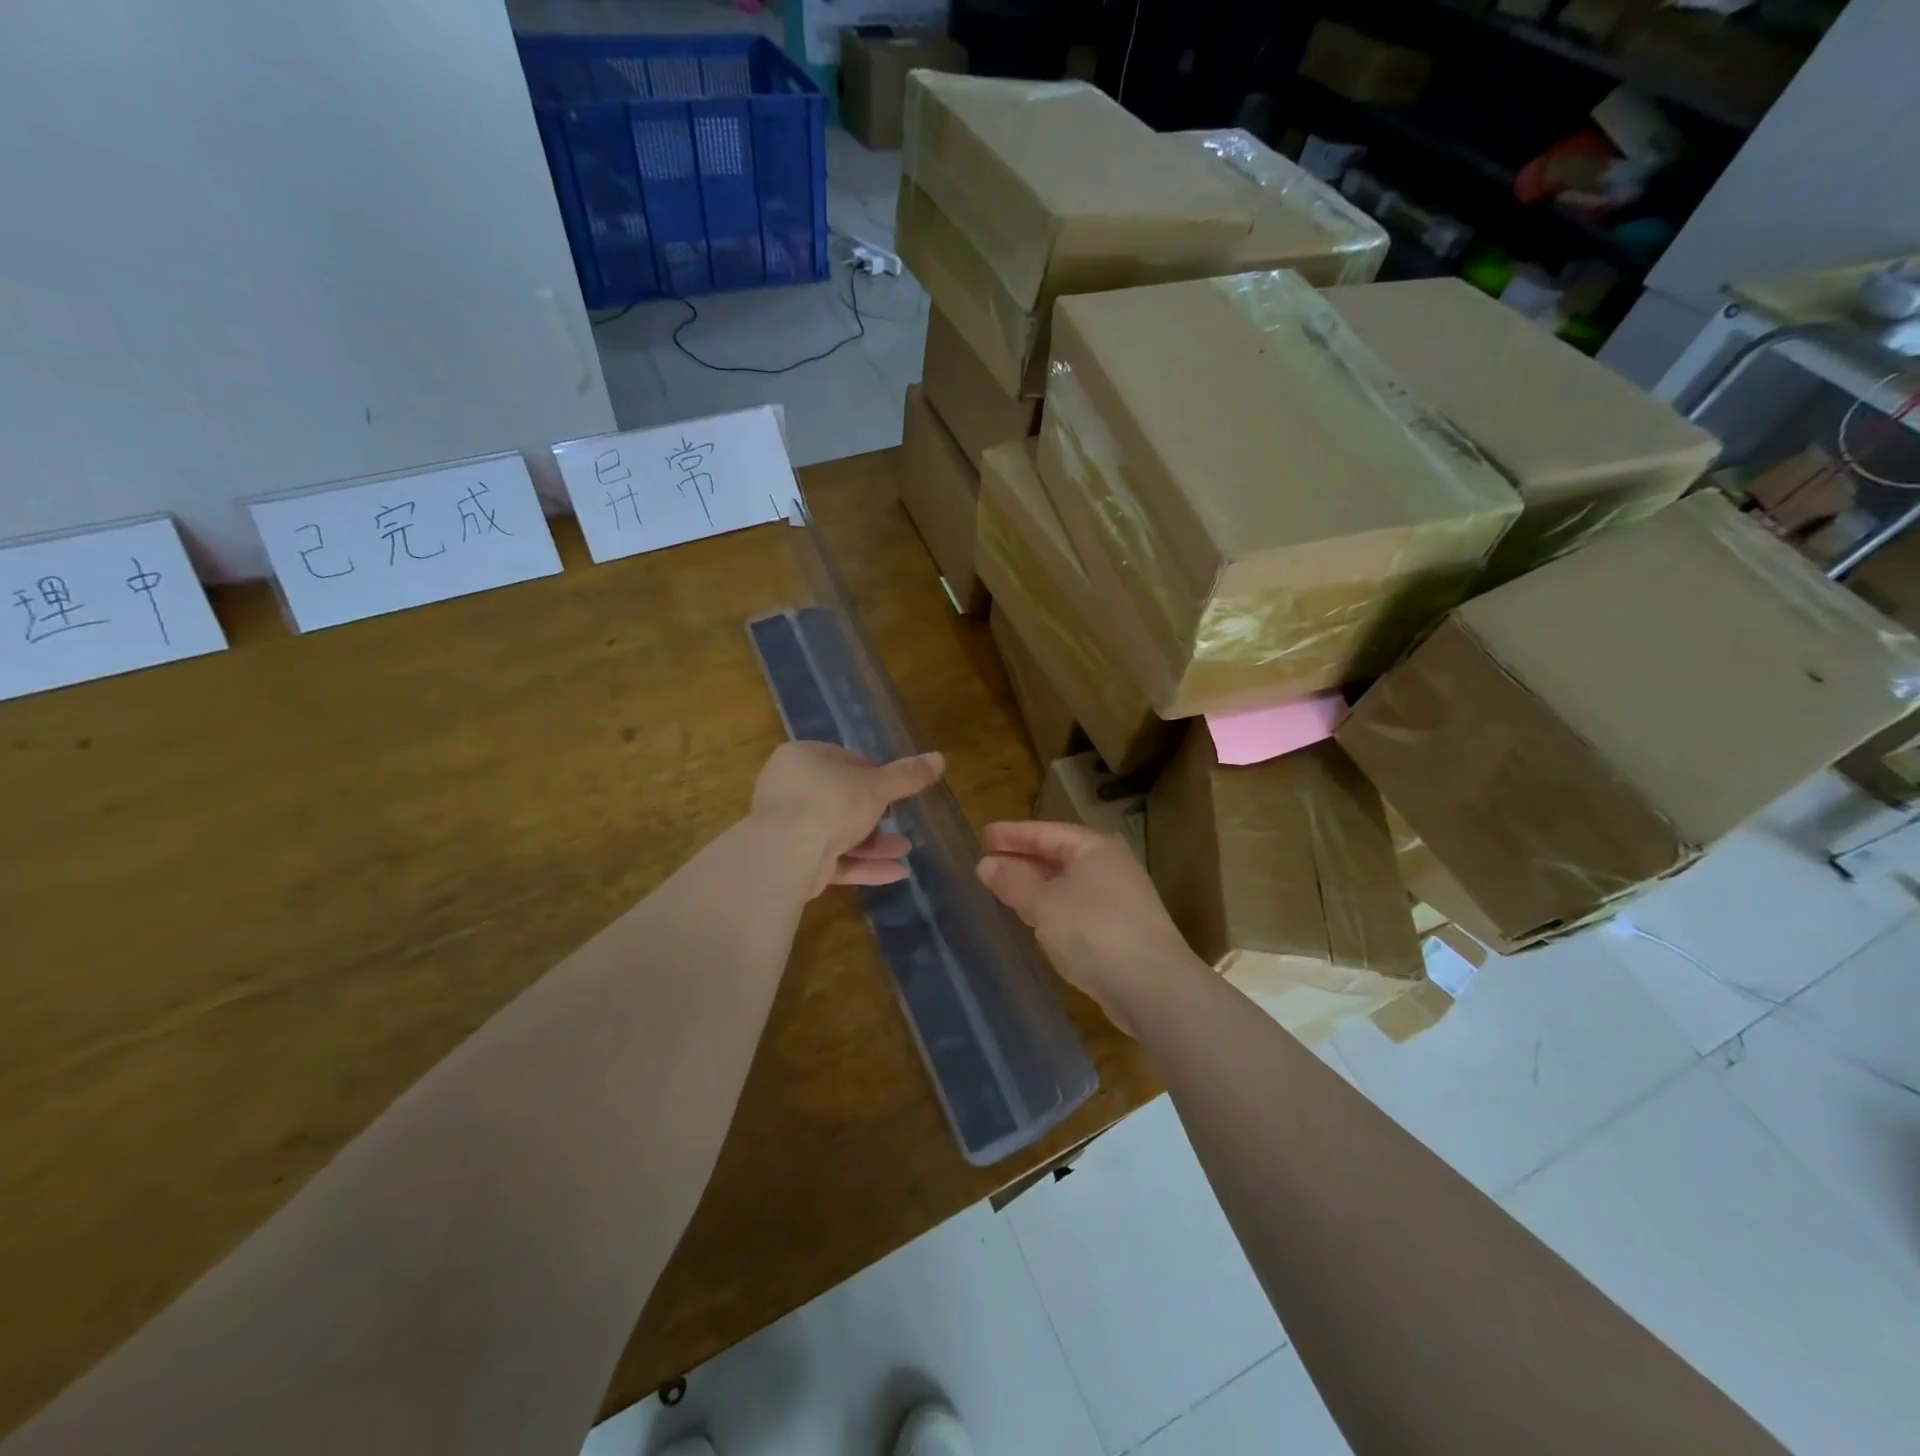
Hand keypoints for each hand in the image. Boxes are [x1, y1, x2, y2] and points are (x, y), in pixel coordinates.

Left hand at [751, 742, 945, 896]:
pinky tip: (897, 873)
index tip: (896, 788)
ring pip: (838, 832)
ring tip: (905, 849)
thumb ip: (907, 775)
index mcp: (803, 758)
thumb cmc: (831, 802)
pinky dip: (863, 865)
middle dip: (876, 814)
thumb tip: (940, 757)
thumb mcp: (876, 786)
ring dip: (874, 843)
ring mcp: (789, 827)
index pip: (844, 761)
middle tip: (900, 820)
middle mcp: (791, 789)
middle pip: (841, 799)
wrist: (786, 854)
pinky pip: (833, 859)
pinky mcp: (794, 862)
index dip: (873, 774)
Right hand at [977, 820, 1205, 1036]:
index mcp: (1095, 848)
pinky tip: (1036, 920)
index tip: (983, 836)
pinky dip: (1053, 908)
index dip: (1012, 834)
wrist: (1154, 988)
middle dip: (1023, 859)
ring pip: (1068, 884)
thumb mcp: (1044, 903)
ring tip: (1005, 889)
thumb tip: (986, 864)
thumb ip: (1013, 882)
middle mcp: (1111, 866)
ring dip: (1037, 885)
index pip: (1046, 832)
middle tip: (988, 862)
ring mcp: (1121, 899)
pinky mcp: (1122, 931)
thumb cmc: (1094, 932)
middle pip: (1059, 855)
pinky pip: (1077, 908)